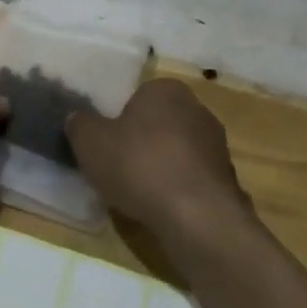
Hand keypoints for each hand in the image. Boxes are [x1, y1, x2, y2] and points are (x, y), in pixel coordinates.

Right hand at [67, 78, 251, 233]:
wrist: (197, 218)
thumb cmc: (139, 165)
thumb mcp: (90, 142)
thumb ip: (80, 124)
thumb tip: (78, 119)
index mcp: (165, 89)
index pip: (137, 96)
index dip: (119, 120)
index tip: (107, 144)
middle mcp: (197, 109)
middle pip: (159, 124)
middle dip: (142, 142)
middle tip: (118, 167)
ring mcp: (218, 146)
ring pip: (178, 153)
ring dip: (162, 169)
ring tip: (139, 194)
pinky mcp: (228, 181)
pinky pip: (192, 181)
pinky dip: (179, 192)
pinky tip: (163, 210)